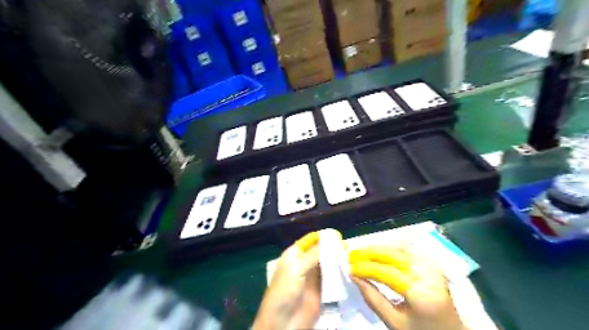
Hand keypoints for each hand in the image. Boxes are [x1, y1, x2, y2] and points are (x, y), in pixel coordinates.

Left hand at [251, 231, 340, 329]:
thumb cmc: (284, 291)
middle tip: (347, 246)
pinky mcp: (321, 289)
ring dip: (337, 259)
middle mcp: (304, 262)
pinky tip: (348, 269)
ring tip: (351, 256)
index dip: (322, 236)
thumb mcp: (296, 269)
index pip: (310, 240)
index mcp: (294, 254)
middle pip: (320, 251)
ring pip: (327, 263)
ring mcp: (313, 276)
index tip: (338, 234)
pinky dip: (339, 273)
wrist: (282, 323)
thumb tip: (330, 238)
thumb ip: (313, 254)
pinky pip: (331, 277)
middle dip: (332, 247)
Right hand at [349, 246, 469, 329]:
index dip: (365, 268)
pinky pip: (408, 250)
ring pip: (400, 248)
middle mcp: (427, 275)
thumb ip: (373, 299)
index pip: (386, 273)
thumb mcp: (394, 323)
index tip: (350, 267)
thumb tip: (354, 277)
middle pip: (393, 255)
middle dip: (370, 252)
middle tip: (352, 254)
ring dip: (379, 248)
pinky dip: (391, 248)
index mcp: (420, 294)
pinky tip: (379, 250)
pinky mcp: (432, 264)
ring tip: (362, 251)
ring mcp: (432, 267)